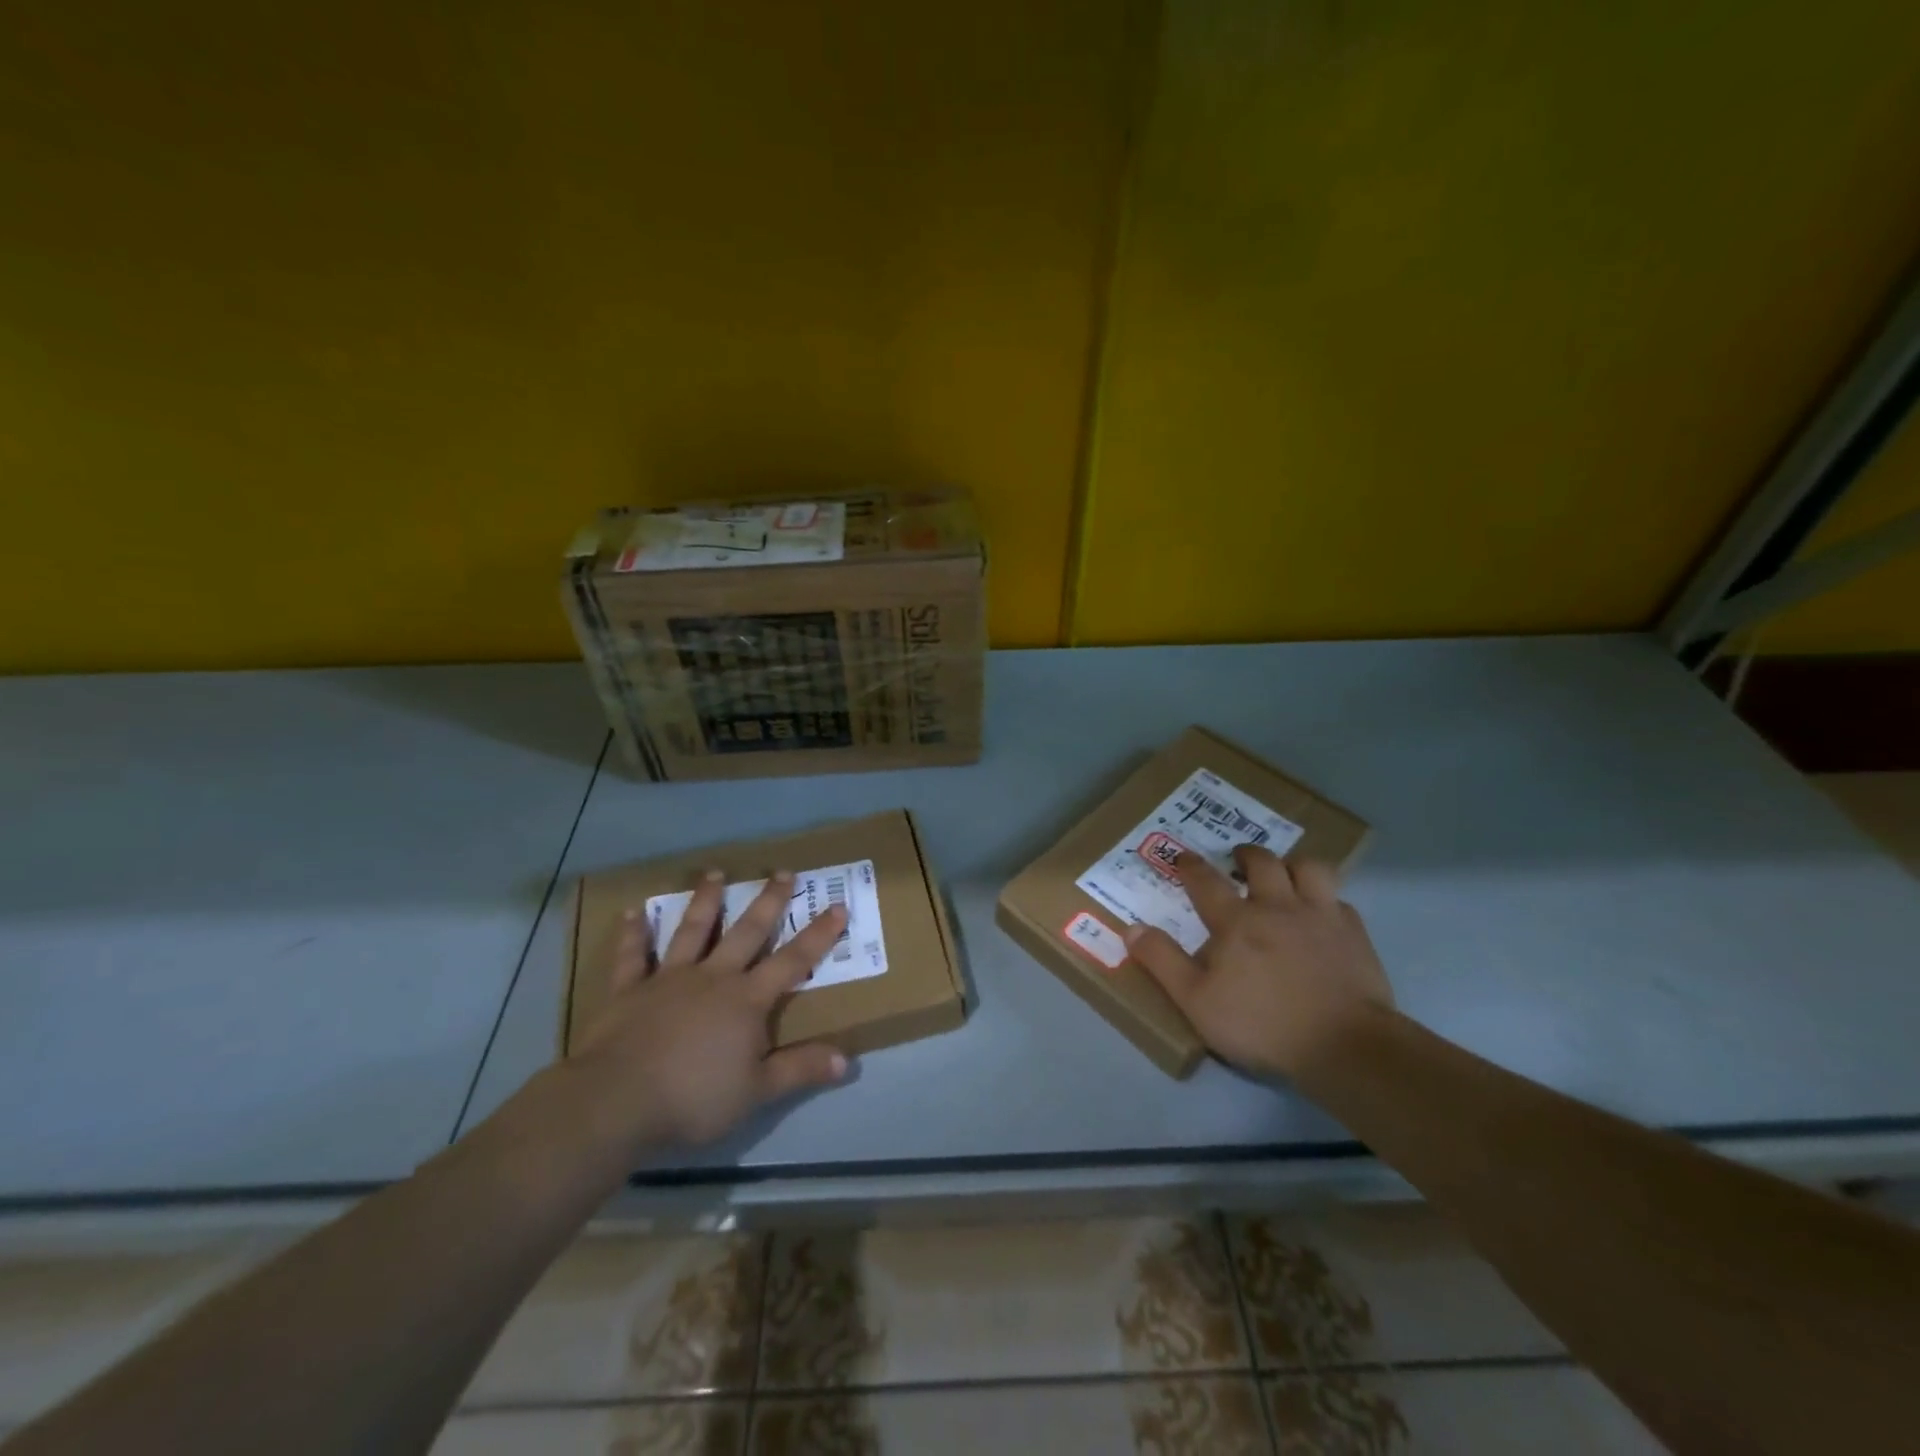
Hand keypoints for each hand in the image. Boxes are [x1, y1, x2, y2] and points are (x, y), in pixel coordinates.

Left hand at [565, 870, 850, 1150]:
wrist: (617, 1100)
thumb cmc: (694, 1097)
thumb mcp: (757, 1091)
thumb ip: (800, 1069)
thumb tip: (846, 1060)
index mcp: (746, 1000)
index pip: (792, 961)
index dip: (817, 935)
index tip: (837, 906)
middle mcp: (712, 977)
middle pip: (746, 932)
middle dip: (768, 902)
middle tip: (782, 872)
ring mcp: (669, 978)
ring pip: (692, 931)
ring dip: (705, 901)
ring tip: (714, 872)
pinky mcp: (629, 989)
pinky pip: (632, 956)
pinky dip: (633, 934)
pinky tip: (633, 912)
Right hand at [1123, 846, 1394, 1079]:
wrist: (1345, 1045)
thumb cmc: (1262, 1024)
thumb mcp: (1197, 1002)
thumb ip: (1163, 962)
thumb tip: (1131, 928)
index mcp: (1236, 921)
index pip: (1205, 881)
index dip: (1190, 866)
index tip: (1182, 857)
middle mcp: (1277, 906)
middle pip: (1262, 862)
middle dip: (1246, 854)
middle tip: (1238, 859)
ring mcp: (1320, 916)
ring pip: (1309, 868)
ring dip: (1293, 864)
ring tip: (1285, 874)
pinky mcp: (1354, 934)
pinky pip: (1339, 901)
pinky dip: (1327, 900)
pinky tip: (1324, 915)